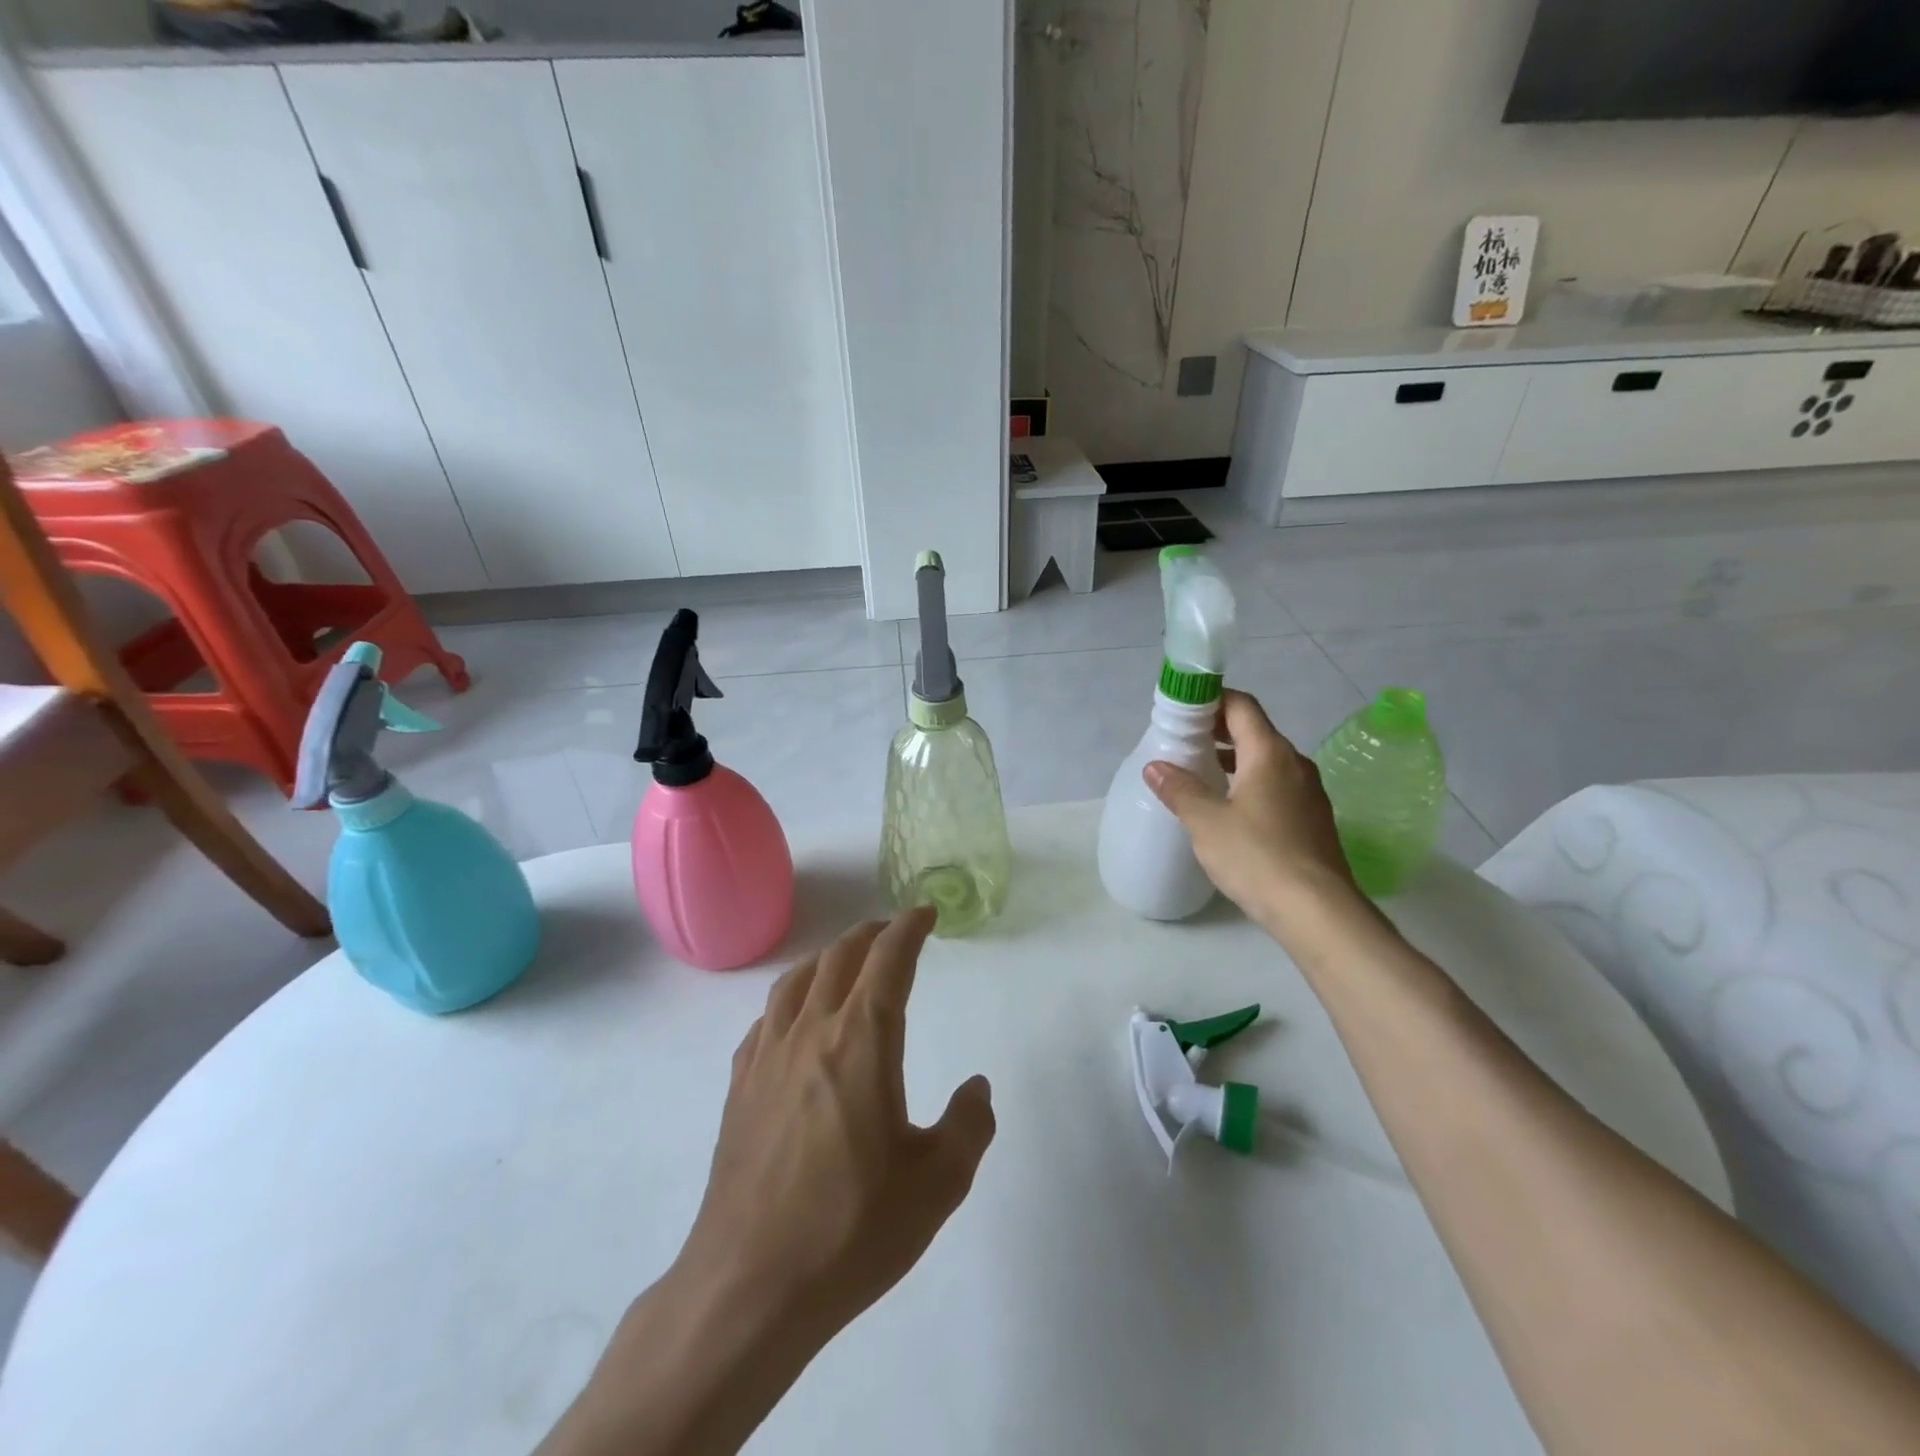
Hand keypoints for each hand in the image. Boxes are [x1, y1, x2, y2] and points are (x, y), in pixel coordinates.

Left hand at [679, 907, 995, 1340]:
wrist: (749, 1285)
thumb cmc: (850, 1229)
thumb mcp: (936, 1185)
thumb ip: (969, 1126)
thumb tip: (976, 1088)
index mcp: (861, 1041)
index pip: (888, 960)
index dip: (908, 928)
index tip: (925, 913)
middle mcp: (811, 1032)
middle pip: (839, 958)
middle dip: (870, 935)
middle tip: (892, 931)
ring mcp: (767, 1057)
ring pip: (796, 980)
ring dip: (827, 957)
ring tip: (844, 960)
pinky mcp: (739, 1087)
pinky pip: (766, 1020)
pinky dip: (789, 999)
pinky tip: (794, 1019)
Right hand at [1143, 688, 1362, 931]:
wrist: (1318, 911)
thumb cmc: (1257, 856)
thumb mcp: (1206, 822)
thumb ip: (1180, 789)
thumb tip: (1154, 766)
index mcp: (1270, 753)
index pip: (1241, 706)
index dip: (1212, 699)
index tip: (1182, 709)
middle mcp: (1295, 764)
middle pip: (1255, 731)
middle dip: (1218, 730)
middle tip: (1184, 740)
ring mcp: (1309, 793)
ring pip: (1267, 761)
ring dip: (1235, 759)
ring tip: (1202, 772)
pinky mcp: (1312, 821)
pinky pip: (1277, 786)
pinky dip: (1250, 783)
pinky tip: (1230, 809)